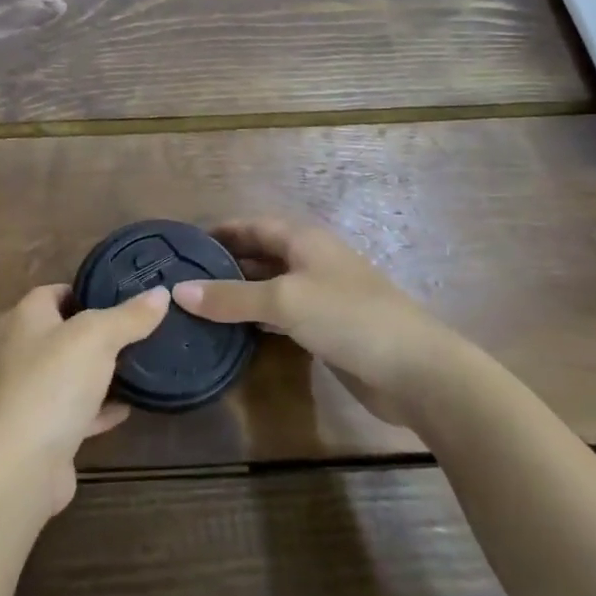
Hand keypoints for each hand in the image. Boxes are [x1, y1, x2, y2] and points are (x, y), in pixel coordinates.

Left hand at [0, 283, 168, 516]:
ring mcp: (32, 391)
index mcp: (27, 317)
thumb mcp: (98, 337)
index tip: (129, 294)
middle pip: (68, 331)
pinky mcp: (45, 429)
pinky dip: (102, 408)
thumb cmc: (53, 383)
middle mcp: (24, 349)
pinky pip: (79, 409)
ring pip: (75, 372)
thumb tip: (161, 293)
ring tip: (145, 363)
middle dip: (103, 332)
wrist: (22, 465)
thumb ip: (129, 316)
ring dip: (104, 371)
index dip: (91, 290)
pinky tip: (130, 407)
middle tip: (145, 329)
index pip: (59, 291)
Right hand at [172, 217, 468, 426]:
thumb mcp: (283, 301)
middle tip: (183, 279)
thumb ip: (230, 297)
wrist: (417, 370)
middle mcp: (311, 260)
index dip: (220, 231)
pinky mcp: (327, 327)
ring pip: (270, 285)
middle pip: (260, 253)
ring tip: (199, 303)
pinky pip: (282, 314)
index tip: (184, 245)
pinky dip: (258, 317)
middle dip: (225, 263)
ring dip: (239, 292)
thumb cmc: (348, 317)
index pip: (252, 226)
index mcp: (303, 239)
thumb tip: (178, 291)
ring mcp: (322, 295)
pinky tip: (234, 330)